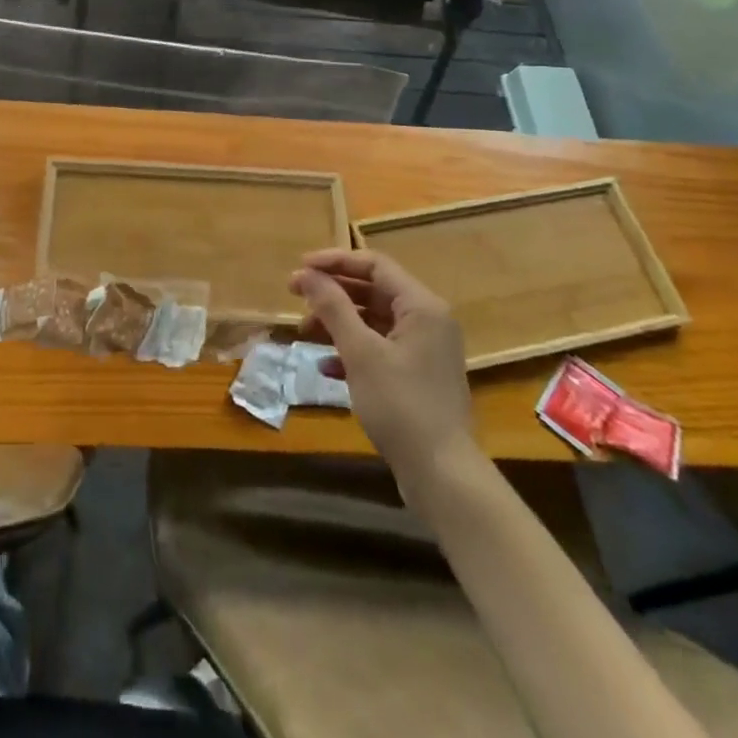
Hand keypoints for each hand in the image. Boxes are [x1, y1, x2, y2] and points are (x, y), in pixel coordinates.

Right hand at [289, 250, 472, 473]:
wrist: (442, 475)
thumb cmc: (401, 405)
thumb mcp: (360, 352)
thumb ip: (332, 307)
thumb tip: (306, 274)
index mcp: (421, 306)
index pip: (374, 264)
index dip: (335, 261)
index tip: (300, 268)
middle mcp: (427, 320)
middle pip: (372, 291)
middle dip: (332, 293)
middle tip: (294, 296)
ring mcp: (424, 349)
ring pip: (373, 321)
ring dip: (337, 322)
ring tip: (304, 333)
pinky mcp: (417, 375)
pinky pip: (379, 348)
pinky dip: (352, 350)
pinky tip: (325, 366)